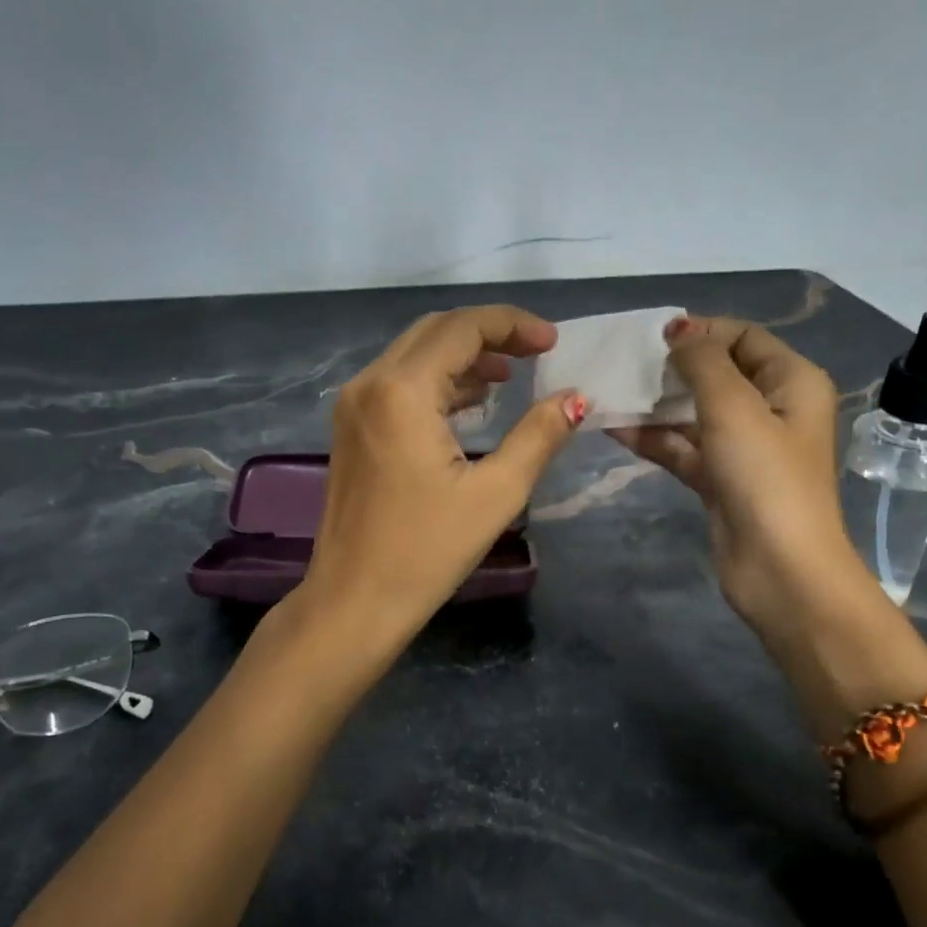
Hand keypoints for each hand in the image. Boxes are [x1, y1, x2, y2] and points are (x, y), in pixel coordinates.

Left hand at [302, 305, 587, 647]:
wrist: (353, 602)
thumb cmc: (427, 551)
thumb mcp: (496, 493)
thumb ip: (539, 436)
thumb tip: (576, 398)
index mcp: (402, 391)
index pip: (462, 328)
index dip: (512, 325)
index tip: (553, 342)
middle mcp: (369, 383)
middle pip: (435, 331)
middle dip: (489, 333)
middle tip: (536, 352)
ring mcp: (353, 405)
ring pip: (414, 354)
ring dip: (463, 356)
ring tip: (511, 376)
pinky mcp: (351, 428)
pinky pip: (399, 382)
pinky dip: (438, 380)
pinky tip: (472, 402)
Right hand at [611, 316, 874, 687]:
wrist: (780, 571)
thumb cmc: (765, 477)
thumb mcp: (734, 407)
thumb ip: (703, 362)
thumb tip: (679, 330)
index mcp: (792, 382)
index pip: (744, 337)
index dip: (701, 331)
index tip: (653, 337)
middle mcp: (772, 409)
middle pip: (717, 374)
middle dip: (672, 368)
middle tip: (624, 363)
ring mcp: (744, 448)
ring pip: (694, 413)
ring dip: (655, 404)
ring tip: (609, 391)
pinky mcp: (721, 480)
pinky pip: (683, 447)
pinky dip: (653, 438)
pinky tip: (612, 427)